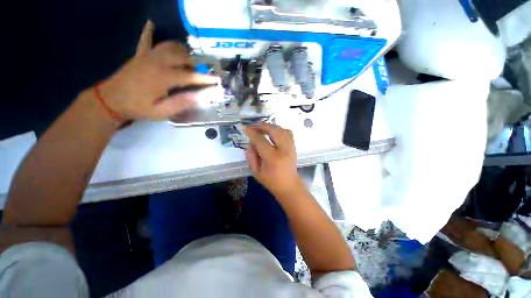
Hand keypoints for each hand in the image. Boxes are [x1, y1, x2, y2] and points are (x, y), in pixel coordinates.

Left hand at [99, 20, 216, 121]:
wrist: (109, 100)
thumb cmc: (138, 108)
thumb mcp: (161, 112)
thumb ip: (181, 103)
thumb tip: (200, 97)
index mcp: (164, 77)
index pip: (191, 76)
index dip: (205, 79)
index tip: (217, 80)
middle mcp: (158, 62)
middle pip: (182, 56)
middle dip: (194, 64)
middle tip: (197, 74)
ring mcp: (147, 56)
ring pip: (169, 46)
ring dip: (181, 51)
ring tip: (186, 60)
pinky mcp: (139, 55)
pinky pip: (145, 39)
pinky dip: (150, 32)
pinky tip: (152, 24)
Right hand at [243, 123, 303, 196]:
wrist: (289, 186)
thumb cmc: (271, 181)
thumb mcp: (256, 172)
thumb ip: (251, 157)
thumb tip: (249, 143)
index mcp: (273, 157)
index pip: (260, 140)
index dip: (251, 133)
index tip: (244, 128)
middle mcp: (284, 149)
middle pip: (273, 130)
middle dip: (262, 126)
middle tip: (253, 126)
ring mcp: (290, 147)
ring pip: (281, 129)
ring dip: (270, 126)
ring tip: (262, 128)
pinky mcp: (294, 146)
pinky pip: (288, 132)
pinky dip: (279, 129)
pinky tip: (273, 132)